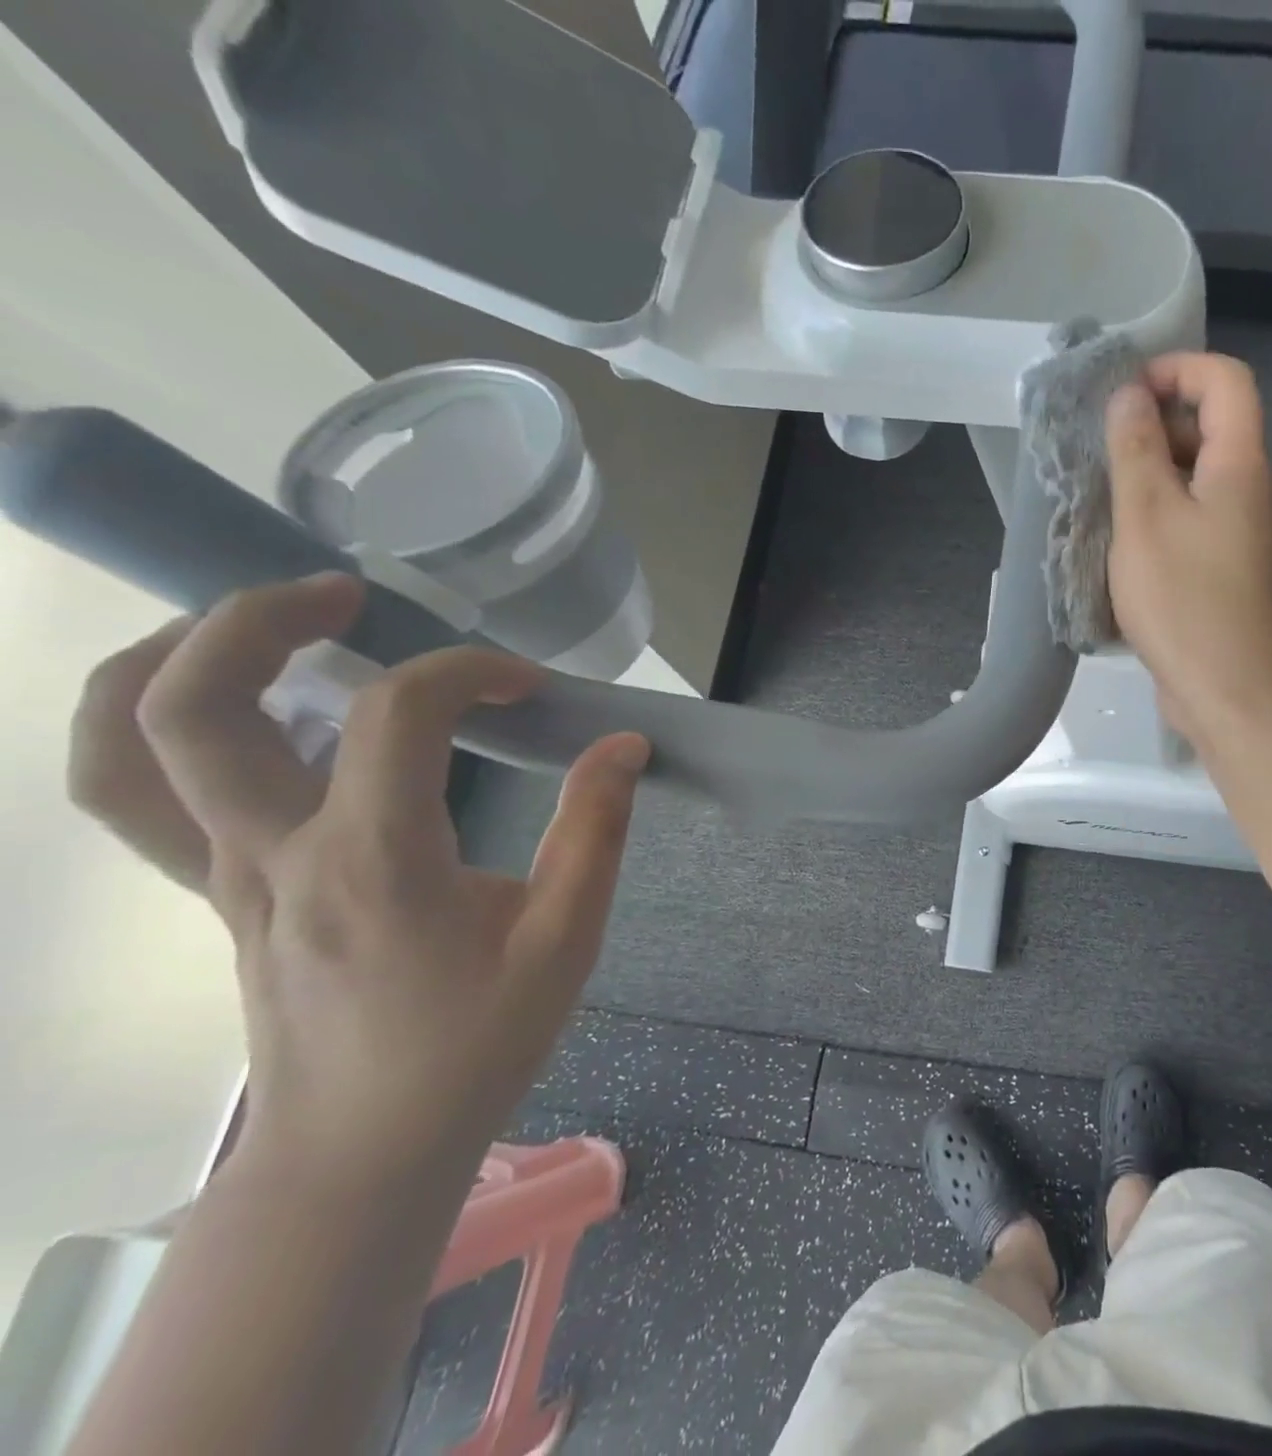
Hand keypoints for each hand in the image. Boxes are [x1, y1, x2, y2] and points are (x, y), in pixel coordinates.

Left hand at [69, 574, 650, 1173]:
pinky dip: (161, 729)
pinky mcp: (220, 896)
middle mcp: (273, 854)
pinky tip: (246, 713)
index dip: (468, 673)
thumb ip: (596, 832)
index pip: (397, 714)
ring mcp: (226, 876)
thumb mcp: (565, 941)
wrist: (362, 1152)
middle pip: (191, 704)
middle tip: (348, 594)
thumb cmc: (475, 1045)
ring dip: (174, 659)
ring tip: (262, 626)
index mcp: (374, 861)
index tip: (528, 687)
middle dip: (260, 617)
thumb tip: (622, 745)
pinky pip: (139, 798)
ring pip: (123, 747)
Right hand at [1105, 352, 1271, 738]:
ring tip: (1104, 508)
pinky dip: (1164, 524)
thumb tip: (1129, 396)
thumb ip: (1135, 451)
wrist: (1235, 694)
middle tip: (1102, 460)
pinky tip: (1127, 555)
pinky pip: (1199, 528)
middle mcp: (1255, 494)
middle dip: (1156, 430)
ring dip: (1154, 483)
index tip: (1124, 394)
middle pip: (1212, 433)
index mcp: (1242, 467)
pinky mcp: (1233, 578)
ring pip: (1201, 486)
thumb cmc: (1186, 601)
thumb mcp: (1146, 518)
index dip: (1177, 369)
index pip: (1225, 381)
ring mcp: (1248, 540)